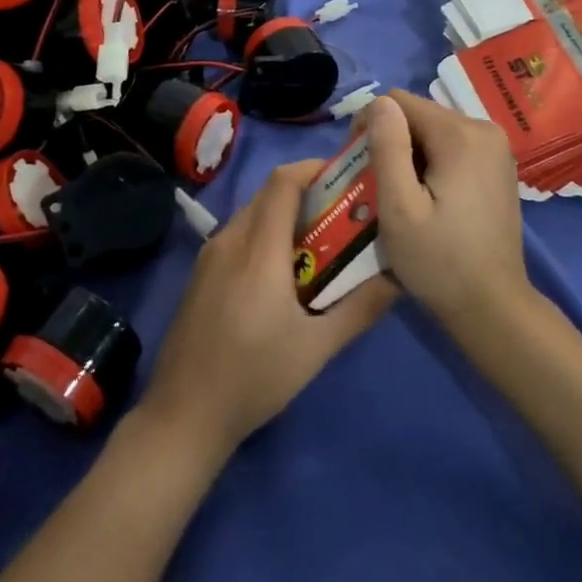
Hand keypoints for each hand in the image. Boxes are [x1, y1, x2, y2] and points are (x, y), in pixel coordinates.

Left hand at [135, 161, 396, 463]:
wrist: (184, 414)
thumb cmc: (254, 377)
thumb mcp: (316, 348)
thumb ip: (359, 308)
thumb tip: (398, 277)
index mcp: (258, 248)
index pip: (283, 181)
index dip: (314, 168)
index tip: (346, 177)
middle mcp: (230, 239)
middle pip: (268, 194)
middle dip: (306, 192)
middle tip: (342, 213)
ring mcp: (209, 256)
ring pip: (251, 214)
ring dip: (284, 215)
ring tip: (319, 243)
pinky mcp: (200, 274)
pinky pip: (237, 236)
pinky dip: (264, 235)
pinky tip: (282, 272)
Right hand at [363, 90, 529, 328]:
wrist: (493, 307)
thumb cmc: (438, 260)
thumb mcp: (398, 206)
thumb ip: (387, 147)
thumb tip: (379, 103)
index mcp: (460, 134)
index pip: (398, 101)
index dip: (371, 126)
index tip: (362, 166)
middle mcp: (484, 129)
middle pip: (418, 114)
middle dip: (393, 141)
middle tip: (380, 187)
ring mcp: (496, 148)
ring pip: (433, 130)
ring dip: (411, 154)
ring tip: (403, 195)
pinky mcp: (498, 166)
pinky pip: (452, 147)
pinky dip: (433, 163)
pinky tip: (428, 199)